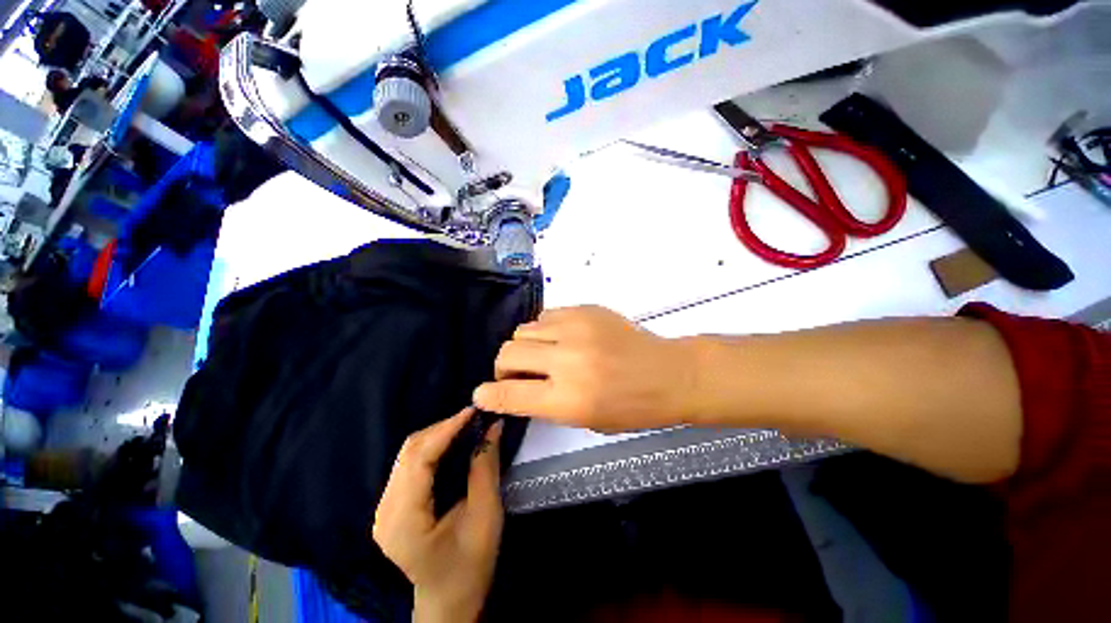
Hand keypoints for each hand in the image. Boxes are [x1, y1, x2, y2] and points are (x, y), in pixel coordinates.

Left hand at [372, 408, 503, 622]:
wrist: (448, 600)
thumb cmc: (470, 566)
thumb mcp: (486, 517)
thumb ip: (486, 468)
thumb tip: (492, 427)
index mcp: (404, 520)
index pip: (420, 458)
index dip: (447, 428)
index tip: (473, 411)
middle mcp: (385, 511)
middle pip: (410, 451)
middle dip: (443, 428)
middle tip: (474, 418)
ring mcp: (383, 508)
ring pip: (408, 454)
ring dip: (438, 435)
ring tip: (467, 426)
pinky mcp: (391, 506)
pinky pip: (409, 464)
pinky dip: (432, 447)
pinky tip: (452, 443)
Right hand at [473, 306, 700, 432]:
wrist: (668, 373)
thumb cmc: (632, 407)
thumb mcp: (585, 420)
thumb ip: (546, 404)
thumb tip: (515, 389)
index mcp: (569, 399)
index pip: (510, 394)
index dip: (489, 395)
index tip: (481, 394)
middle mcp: (567, 360)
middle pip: (508, 353)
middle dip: (503, 366)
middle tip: (517, 373)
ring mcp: (577, 329)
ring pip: (523, 329)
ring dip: (524, 346)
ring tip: (541, 354)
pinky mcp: (586, 310)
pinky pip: (546, 316)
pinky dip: (544, 330)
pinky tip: (559, 338)